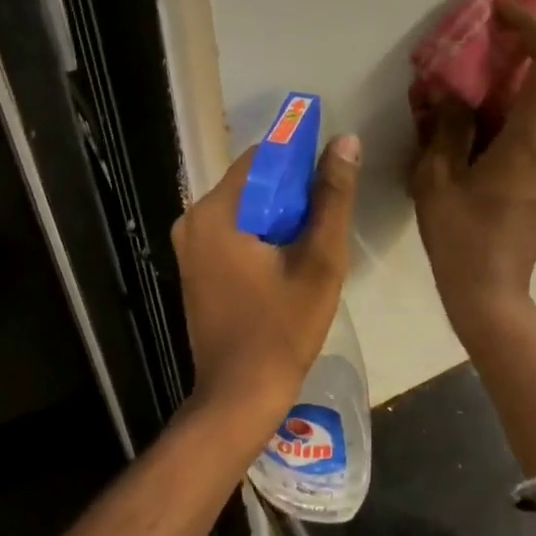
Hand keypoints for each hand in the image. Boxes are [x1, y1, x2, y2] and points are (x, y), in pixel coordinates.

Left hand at [173, 133, 361, 420]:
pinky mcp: (195, 267)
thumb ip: (332, 198)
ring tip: (312, 244)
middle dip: (291, 194)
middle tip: (326, 220)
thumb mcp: (320, 261)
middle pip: (252, 184)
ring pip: (244, 209)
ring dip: (279, 216)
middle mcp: (193, 220)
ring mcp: (189, 246)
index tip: (331, 180)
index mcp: (216, 212)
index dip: (300, 161)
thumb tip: (345, 142)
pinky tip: (287, 261)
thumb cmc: (283, 328)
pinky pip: (233, 233)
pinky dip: (261, 236)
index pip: (262, 158)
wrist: (240, 394)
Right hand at [410, 0, 535, 339]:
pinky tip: (503, 93)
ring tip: (509, 49)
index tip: (503, 10)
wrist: (491, 292)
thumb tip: (455, 96)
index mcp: (531, 142)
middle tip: (516, 21)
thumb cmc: (460, 239)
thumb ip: (448, 129)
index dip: (535, 27)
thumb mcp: (437, 181)